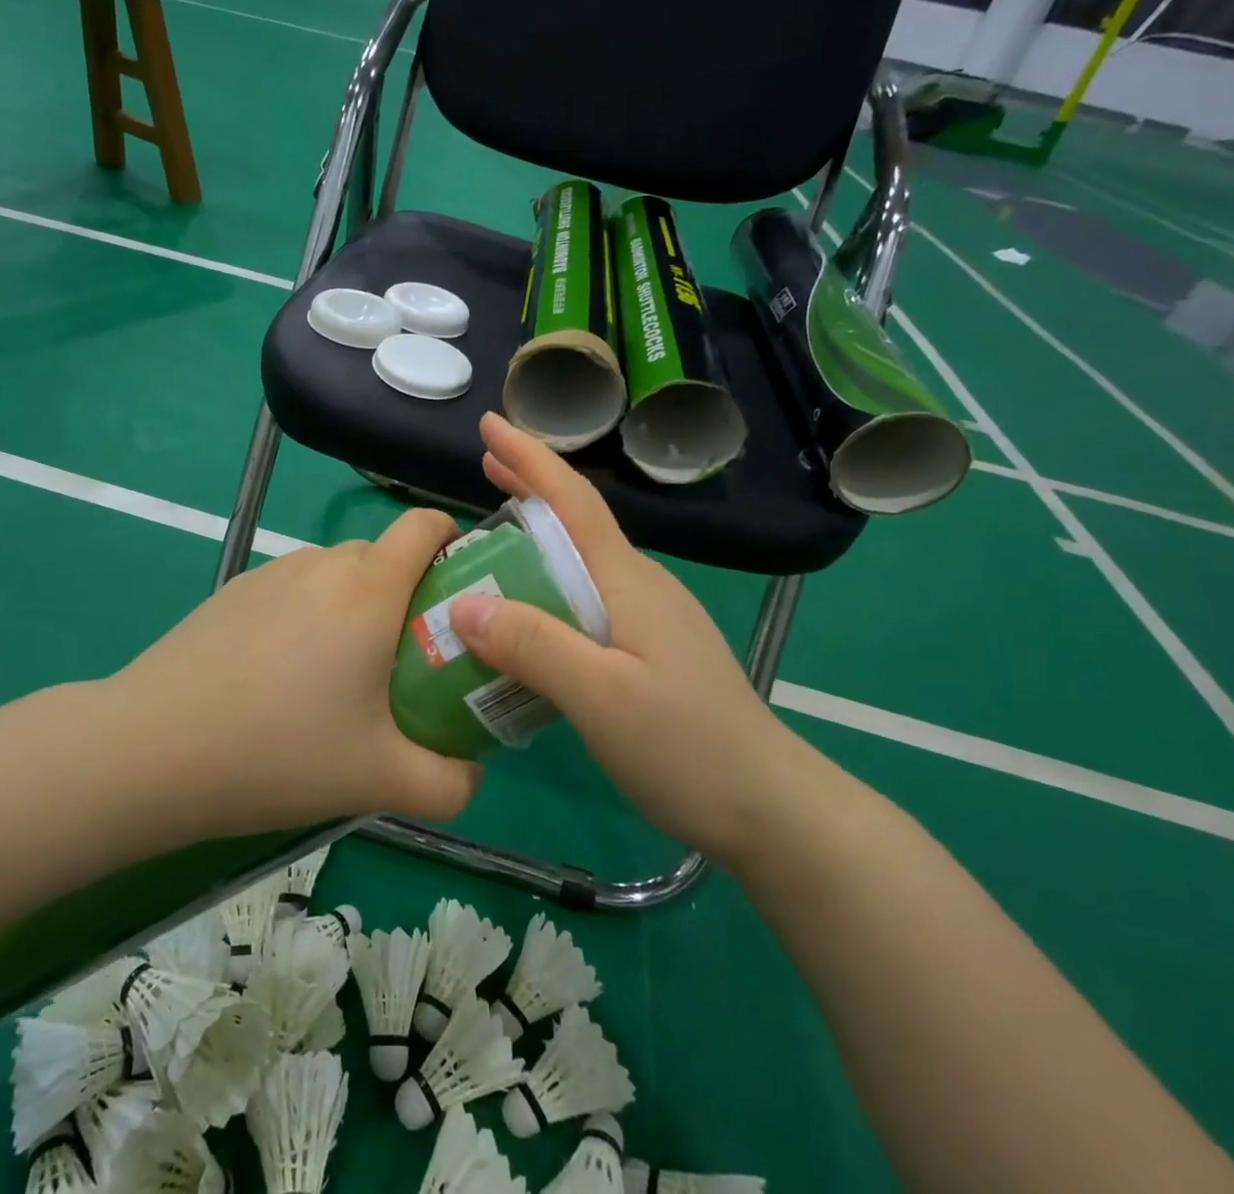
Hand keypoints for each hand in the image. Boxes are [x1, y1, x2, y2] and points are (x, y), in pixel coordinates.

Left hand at [111, 511, 482, 837]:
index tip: (460, 587)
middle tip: (407, 658)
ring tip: (341, 675)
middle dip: (407, 592)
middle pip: (383, 554)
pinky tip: (281, 678)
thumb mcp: (380, 780)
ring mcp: (270, 574)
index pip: (425, 524)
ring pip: (335, 573)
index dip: (452, 539)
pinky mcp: (232, 592)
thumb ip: (449, 783)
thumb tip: (471, 772)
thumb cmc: (280, 752)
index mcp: (368, 590)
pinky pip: (292, 590)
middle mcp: (322, 564)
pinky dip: (308, 615)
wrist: (151, 750)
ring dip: (355, 606)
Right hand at [446, 413, 813, 866]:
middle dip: (531, 486)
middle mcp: (638, 587)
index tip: (490, 424)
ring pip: (580, 563)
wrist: (769, 808)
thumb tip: (464, 603)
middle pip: (577, 523)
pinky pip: (585, 600)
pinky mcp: (648, 651)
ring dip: (536, 538)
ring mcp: (648, 620)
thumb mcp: (601, 698)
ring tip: (491, 537)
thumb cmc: (686, 746)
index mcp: (628, 582)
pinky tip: (528, 611)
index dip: (531, 459)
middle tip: (483, 466)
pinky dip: (547, 584)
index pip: (574, 503)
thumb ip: (534, 646)